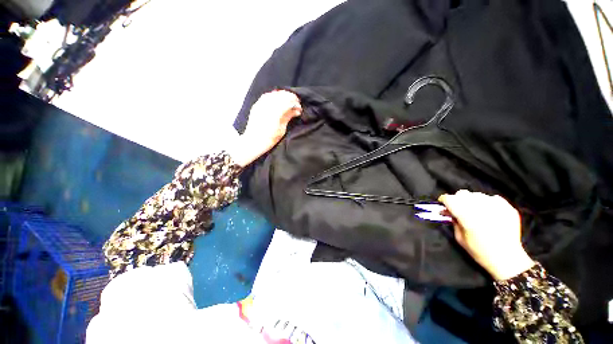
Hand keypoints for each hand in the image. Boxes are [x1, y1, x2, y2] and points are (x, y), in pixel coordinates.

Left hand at [229, 90, 301, 166]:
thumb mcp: (281, 129)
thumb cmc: (269, 139)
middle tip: (296, 104)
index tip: (299, 109)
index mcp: (275, 113)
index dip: (296, 104)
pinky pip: (267, 96)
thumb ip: (288, 117)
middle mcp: (267, 105)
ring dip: (283, 96)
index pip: (288, 102)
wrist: (253, 142)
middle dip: (291, 98)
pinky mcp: (256, 105)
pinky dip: (274, 96)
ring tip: (288, 102)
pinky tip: (278, 101)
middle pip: (282, 95)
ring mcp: (261, 104)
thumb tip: (296, 111)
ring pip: (274, 93)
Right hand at [438, 190, 534, 280]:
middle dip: (457, 199)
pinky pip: (493, 199)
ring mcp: (496, 207)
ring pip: (477, 195)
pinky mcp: (508, 208)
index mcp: (466, 216)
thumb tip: (450, 212)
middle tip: (458, 208)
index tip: (443, 204)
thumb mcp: (460, 238)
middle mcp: (480, 208)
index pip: (449, 199)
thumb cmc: (480, 251)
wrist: (508, 259)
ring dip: (472, 201)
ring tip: (475, 211)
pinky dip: (488, 203)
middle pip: (463, 194)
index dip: (444, 200)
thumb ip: (454, 222)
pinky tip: (488, 212)